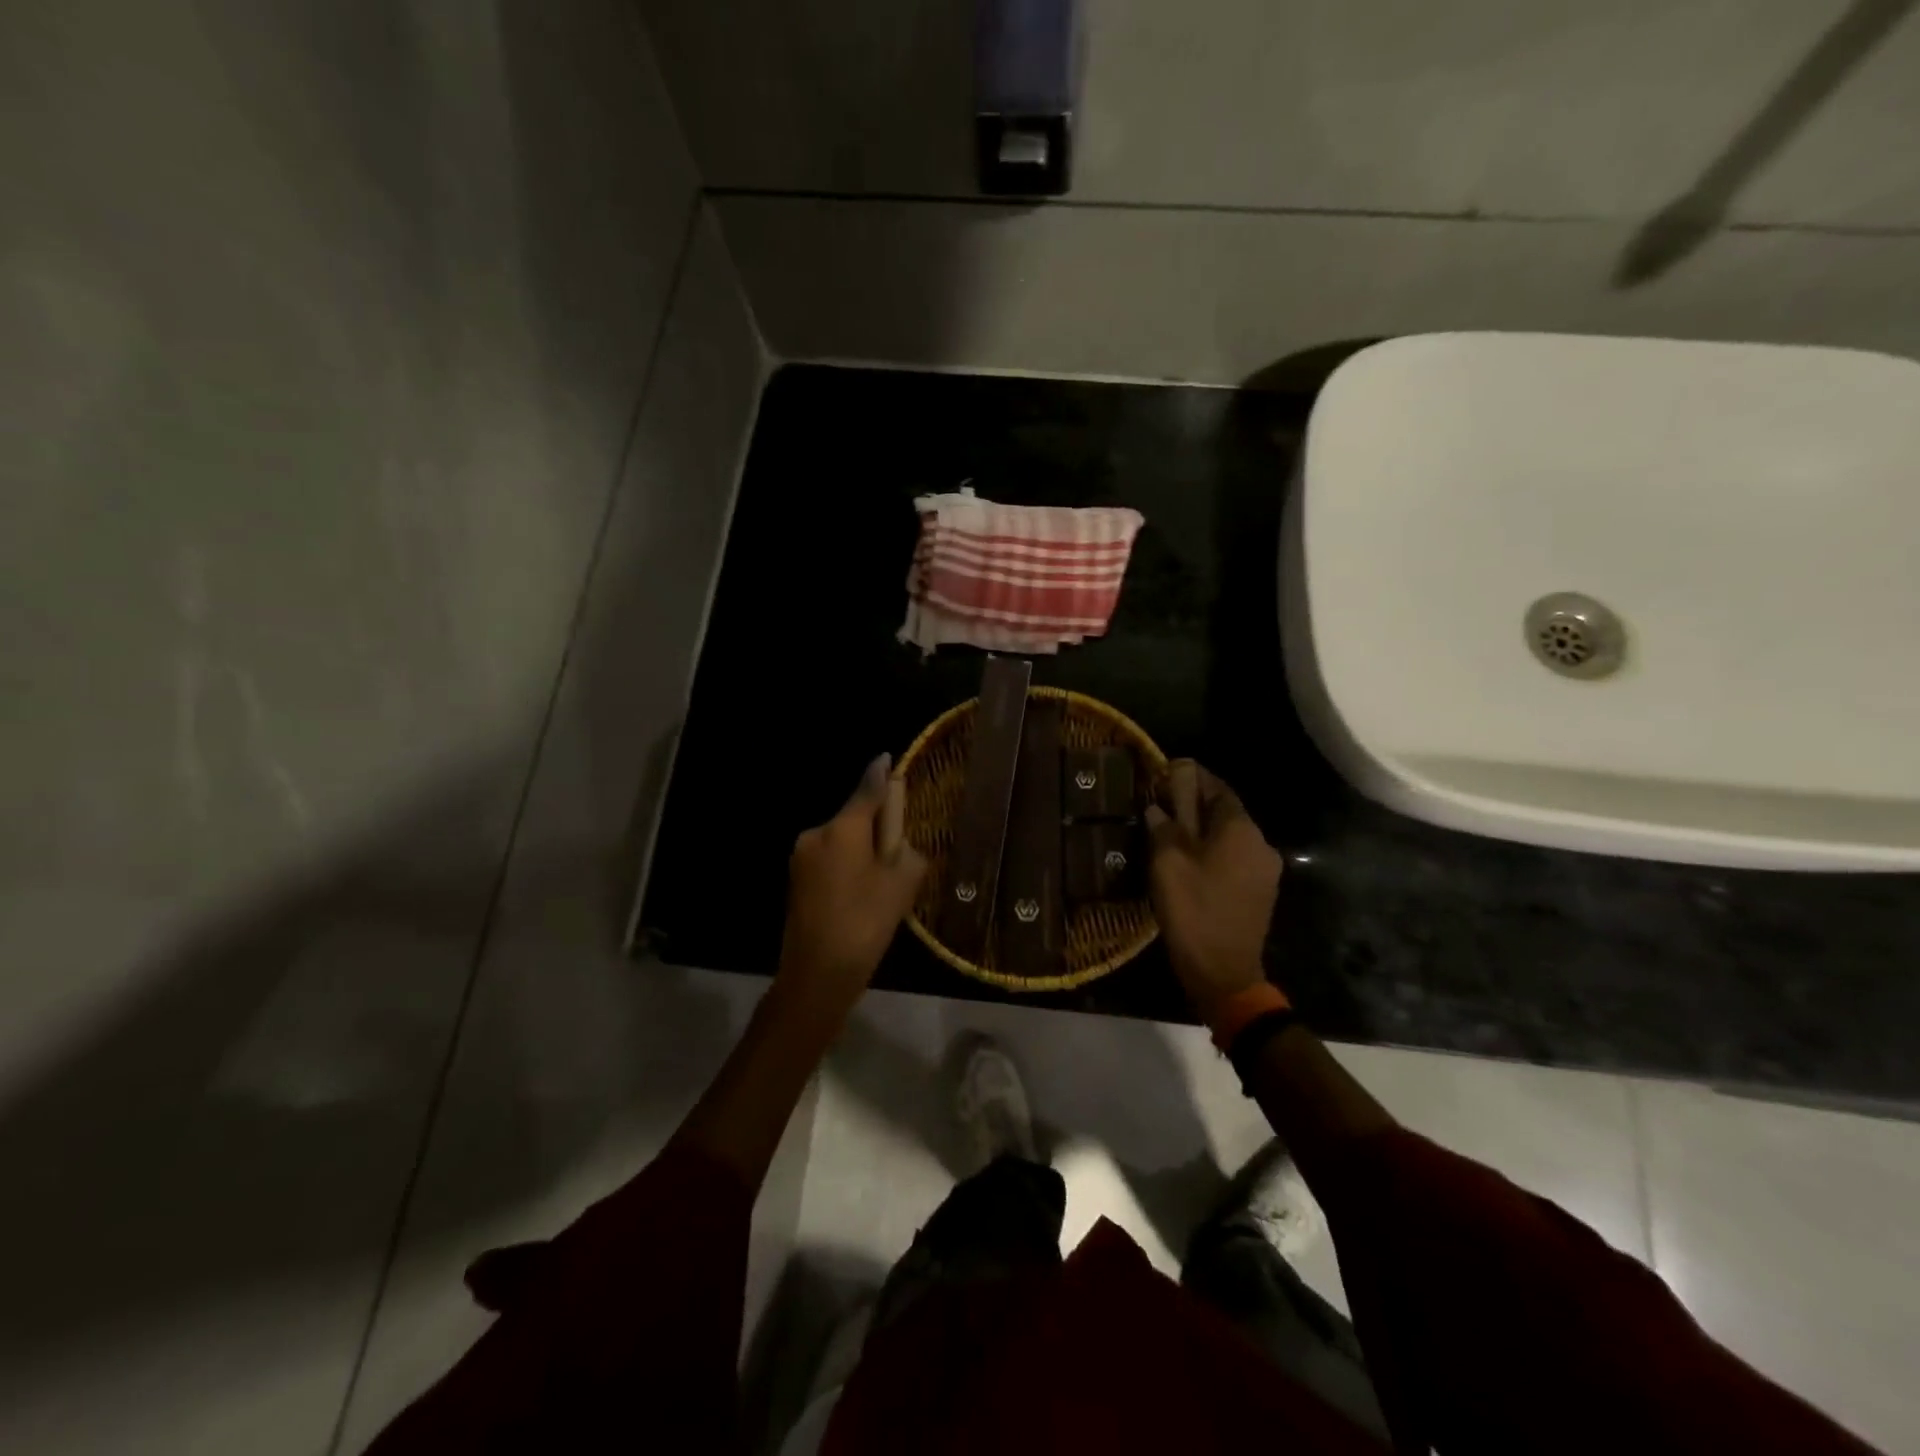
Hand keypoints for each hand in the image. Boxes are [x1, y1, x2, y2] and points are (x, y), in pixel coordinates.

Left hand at [775, 753, 926, 1020]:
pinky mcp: (795, 880)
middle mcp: (816, 834)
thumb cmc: (866, 923)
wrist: (817, 974)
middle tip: (896, 855)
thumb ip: (906, 850)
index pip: (867, 790)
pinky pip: (830, 860)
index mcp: (842, 829)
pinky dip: (847, 867)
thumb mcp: (902, 884)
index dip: (881, 774)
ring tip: (879, 884)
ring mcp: (801, 858)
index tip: (887, 758)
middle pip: (853, 818)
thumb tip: (898, 842)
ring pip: (841, 841)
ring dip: (861, 850)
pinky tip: (859, 896)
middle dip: (875, 827)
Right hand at [1144, 760, 1282, 1017]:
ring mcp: (1265, 870)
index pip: (1217, 788)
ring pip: (1230, 837)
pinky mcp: (1261, 892)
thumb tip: (1158, 808)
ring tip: (1171, 835)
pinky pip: (1235, 859)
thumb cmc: (1193, 911)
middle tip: (1163, 805)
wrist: (1224, 972)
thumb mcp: (1167, 864)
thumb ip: (1163, 828)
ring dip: (1203, 831)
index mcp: (1241, 830)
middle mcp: (1260, 843)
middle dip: (1195, 805)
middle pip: (1226, 812)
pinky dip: (1214, 853)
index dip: (1192, 777)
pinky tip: (1190, 863)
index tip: (1167, 772)